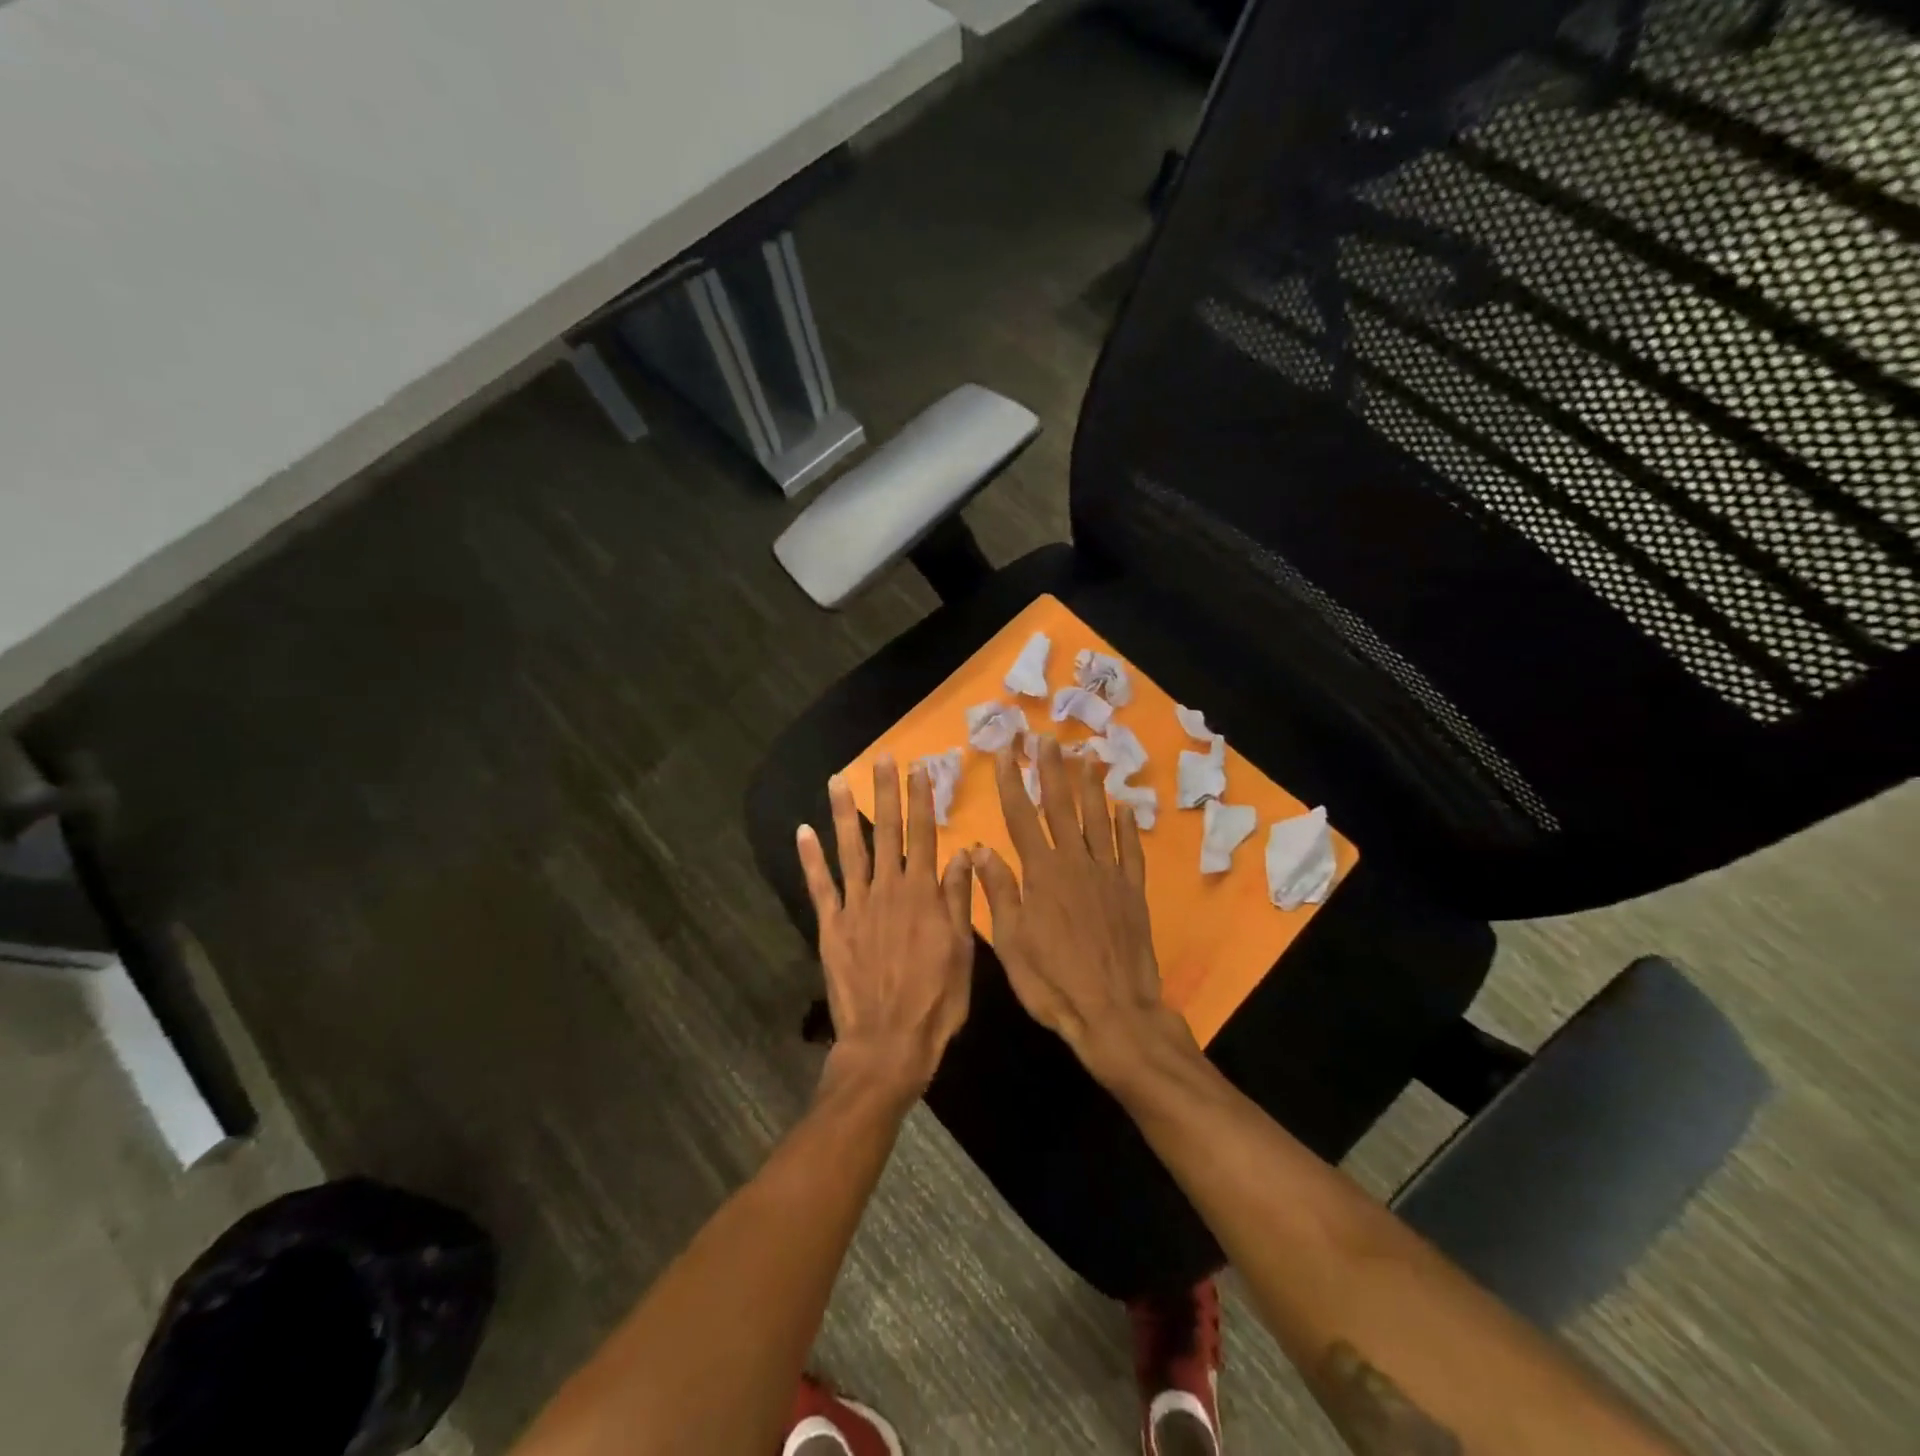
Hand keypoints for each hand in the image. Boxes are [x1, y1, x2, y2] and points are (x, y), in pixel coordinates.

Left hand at [797, 757, 975, 1101]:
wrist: (887, 1042)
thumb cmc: (934, 1001)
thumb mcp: (962, 952)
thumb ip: (958, 900)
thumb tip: (962, 855)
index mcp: (923, 895)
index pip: (924, 836)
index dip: (922, 801)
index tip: (919, 769)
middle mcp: (888, 890)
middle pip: (888, 832)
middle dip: (886, 793)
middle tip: (881, 758)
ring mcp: (856, 906)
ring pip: (851, 849)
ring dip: (845, 813)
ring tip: (838, 781)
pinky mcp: (831, 926)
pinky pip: (820, 886)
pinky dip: (811, 858)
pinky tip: (803, 831)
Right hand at [973, 737, 1191, 1081]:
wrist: (1113, 1013)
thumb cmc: (1052, 982)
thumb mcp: (1011, 942)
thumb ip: (998, 891)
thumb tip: (979, 848)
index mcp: (1041, 873)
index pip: (1021, 817)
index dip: (1011, 782)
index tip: (1005, 751)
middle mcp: (1075, 863)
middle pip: (1061, 808)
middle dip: (1052, 771)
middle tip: (1047, 740)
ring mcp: (1108, 875)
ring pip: (1097, 820)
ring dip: (1090, 787)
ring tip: (1086, 757)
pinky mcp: (1133, 891)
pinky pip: (1130, 850)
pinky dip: (1126, 826)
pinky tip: (1124, 806)